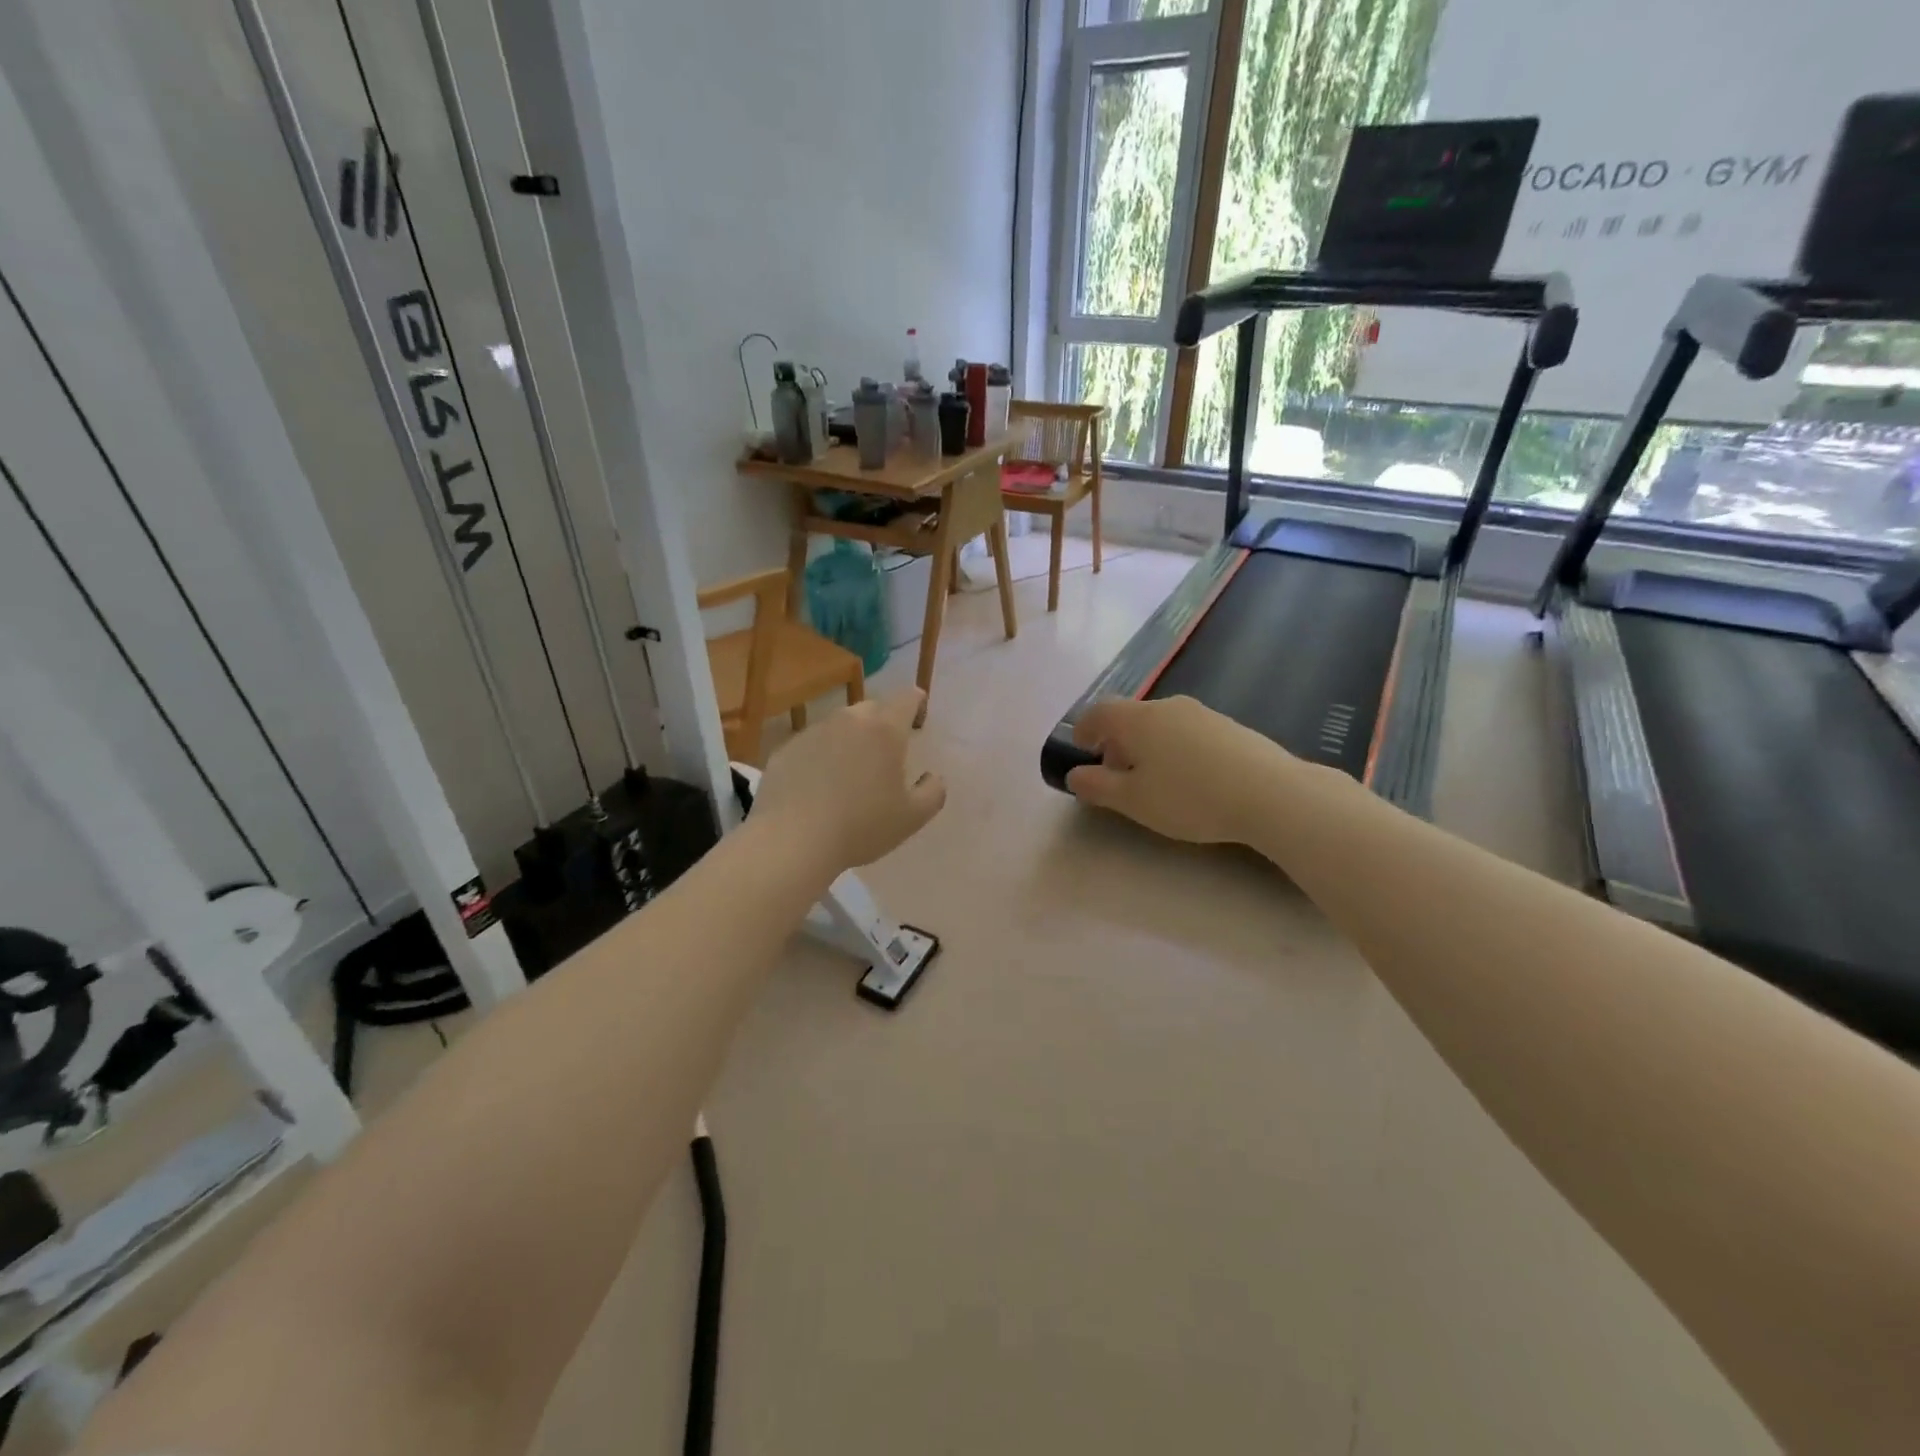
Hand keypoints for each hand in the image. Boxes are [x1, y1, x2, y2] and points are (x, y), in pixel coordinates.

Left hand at [752, 687, 946, 870]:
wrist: (792, 841)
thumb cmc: (861, 827)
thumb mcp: (912, 818)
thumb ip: (933, 792)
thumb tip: (933, 777)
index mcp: (885, 730)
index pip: (907, 698)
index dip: (916, 703)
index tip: (918, 716)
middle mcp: (849, 720)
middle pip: (872, 709)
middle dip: (883, 723)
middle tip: (885, 753)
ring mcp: (813, 732)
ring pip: (839, 725)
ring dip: (849, 740)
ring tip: (849, 773)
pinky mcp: (786, 749)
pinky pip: (812, 745)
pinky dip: (820, 757)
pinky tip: (817, 787)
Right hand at [1066, 696, 1295, 845]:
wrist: (1271, 794)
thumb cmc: (1189, 797)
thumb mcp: (1134, 801)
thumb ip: (1098, 786)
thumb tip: (1075, 774)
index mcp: (1138, 719)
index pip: (1099, 712)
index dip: (1084, 729)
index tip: (1081, 749)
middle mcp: (1168, 707)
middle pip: (1130, 717)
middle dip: (1116, 742)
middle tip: (1115, 774)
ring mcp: (1203, 714)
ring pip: (1161, 724)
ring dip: (1147, 747)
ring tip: (1154, 781)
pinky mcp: (1230, 727)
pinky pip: (1188, 733)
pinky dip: (1175, 749)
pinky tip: (1190, 780)